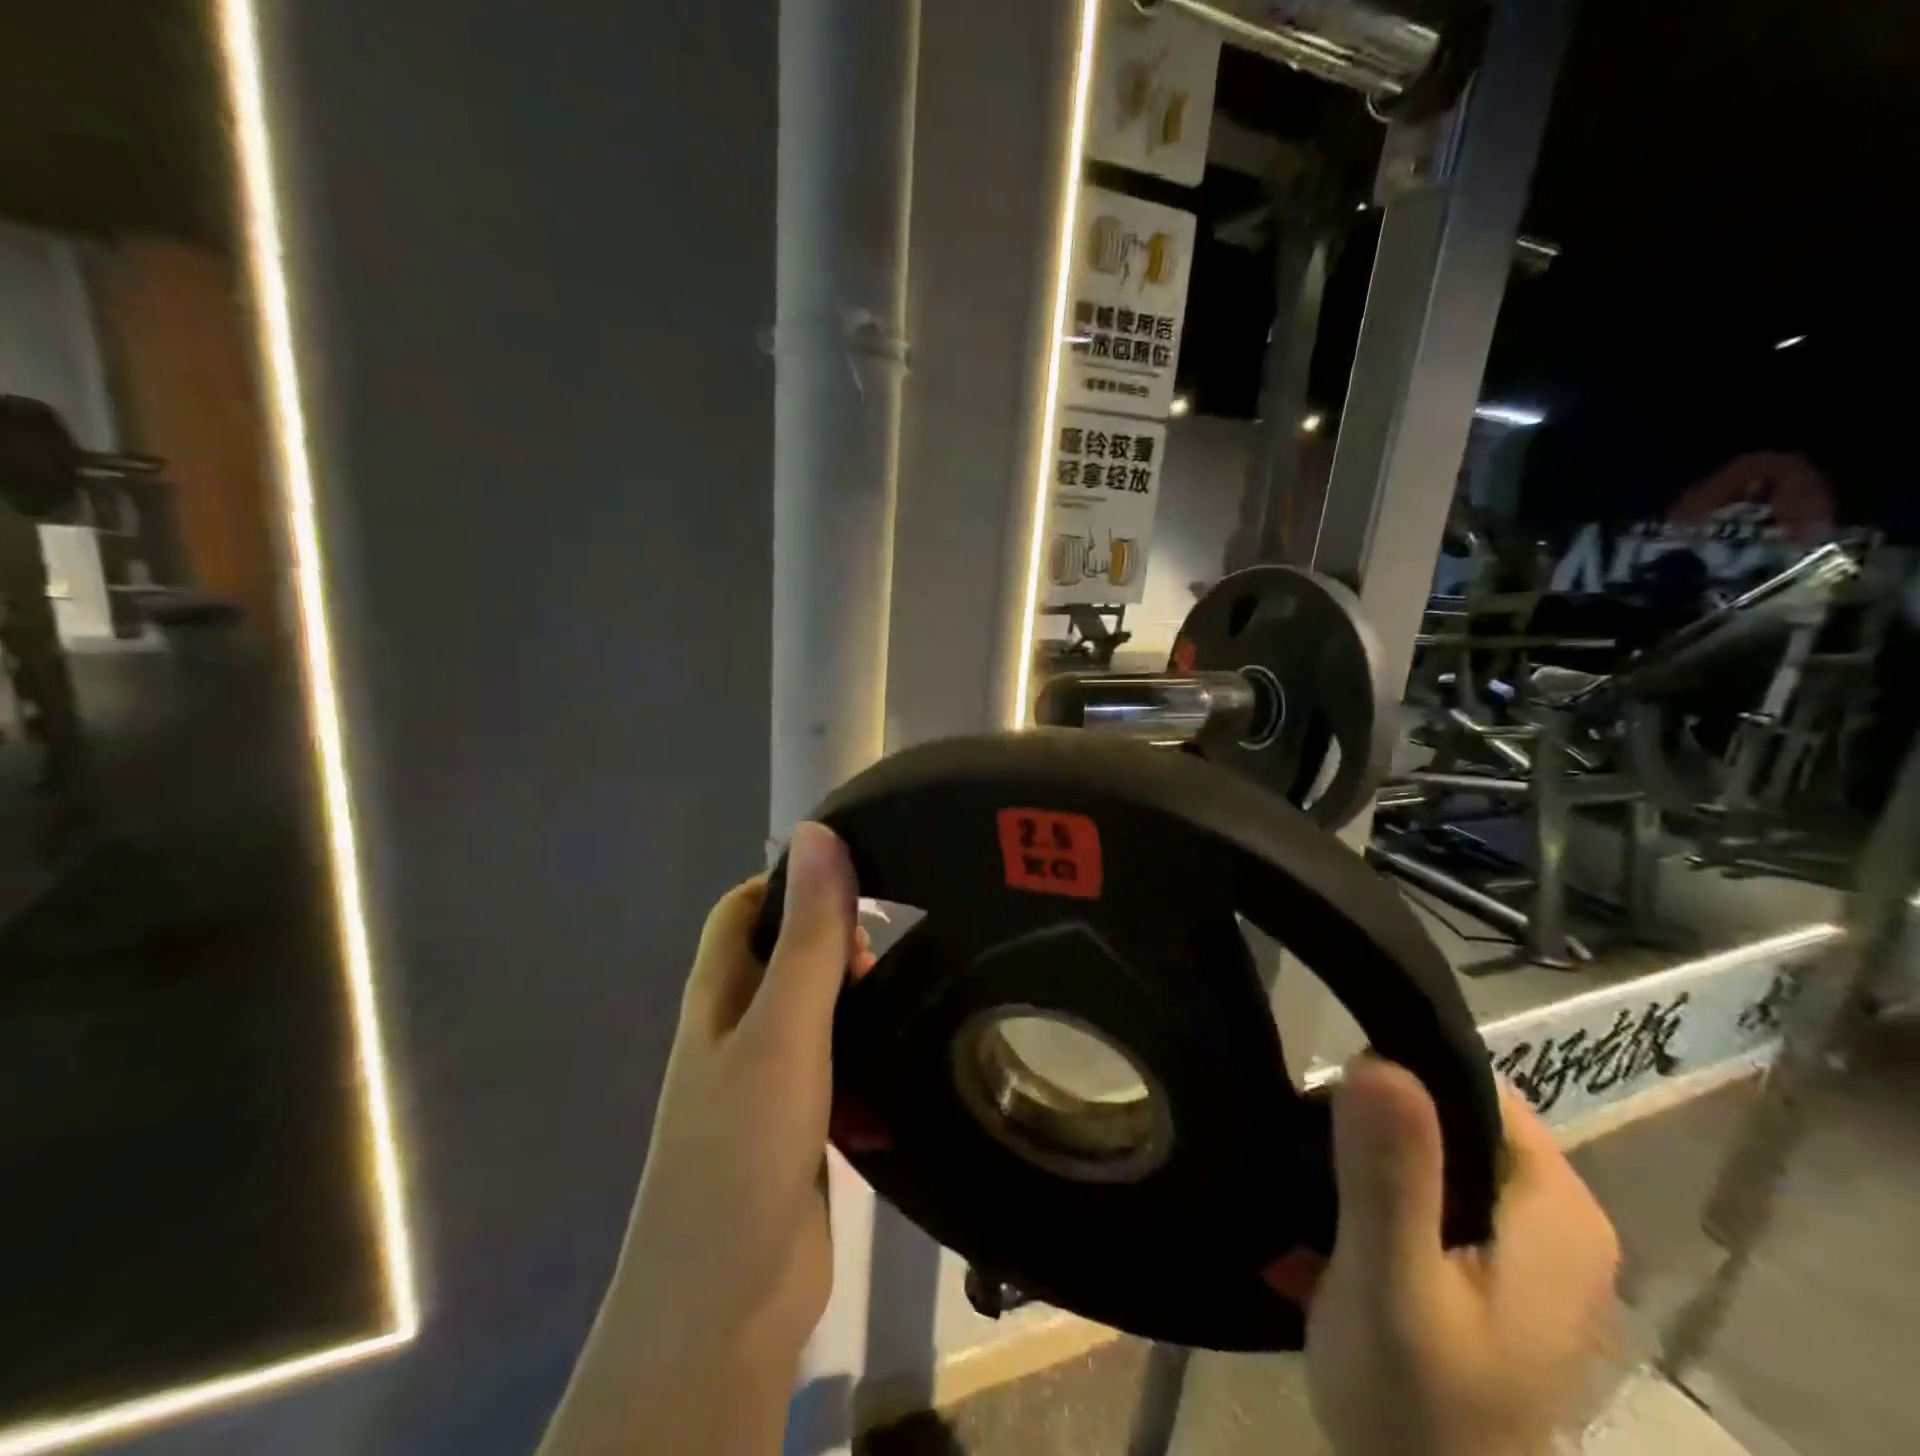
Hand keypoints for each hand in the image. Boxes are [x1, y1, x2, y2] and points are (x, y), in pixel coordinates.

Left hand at [539, 824, 869, 1455]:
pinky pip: (838, 1063)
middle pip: (785, 953)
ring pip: (817, 1009)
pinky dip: (867, 1048)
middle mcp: (737, 1028)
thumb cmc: (744, 1147)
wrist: (727, 1304)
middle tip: (892, 946)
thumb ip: (806, 935)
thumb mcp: (783, 1029)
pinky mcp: (802, 1122)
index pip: (746, 907)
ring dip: (857, 993)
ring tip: (913, 988)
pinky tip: (908, 1050)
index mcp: (718, 994)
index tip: (859, 880)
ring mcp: (769, 1079)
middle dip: (836, 937)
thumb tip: (817, 834)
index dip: (793, 882)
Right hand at [1307, 1057, 1620, 1455]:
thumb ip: (1389, 1176)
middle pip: (1441, 1116)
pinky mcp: (1482, 1271)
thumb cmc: (1417, 1409)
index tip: (1326, 1108)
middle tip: (1305, 1160)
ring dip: (1355, 1164)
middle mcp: (1551, 1217)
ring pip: (1423, 1152)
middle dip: (1364, 1126)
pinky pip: (1417, 1193)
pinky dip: (1366, 1200)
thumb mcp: (1392, 1285)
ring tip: (1300, 1193)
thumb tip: (1377, 1057)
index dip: (1391, 1077)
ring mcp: (1519, 1248)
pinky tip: (1319, 1229)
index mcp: (1555, 1209)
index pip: (1468, 1081)